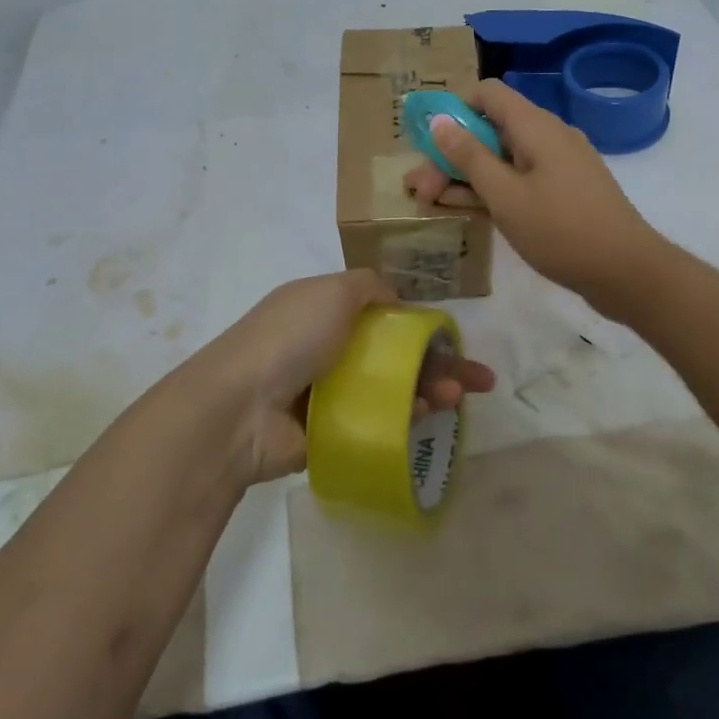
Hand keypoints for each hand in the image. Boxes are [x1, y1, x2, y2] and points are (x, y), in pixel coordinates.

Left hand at [195, 270, 495, 482]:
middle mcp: (327, 347)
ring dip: (429, 390)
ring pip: (391, 390)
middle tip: (477, 381)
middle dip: (438, 363)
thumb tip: (396, 299)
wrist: (241, 407)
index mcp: (324, 309)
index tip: (452, 339)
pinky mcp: (331, 431)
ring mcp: (329, 391)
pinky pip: (377, 422)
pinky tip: (428, 416)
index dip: (420, 325)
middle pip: (395, 354)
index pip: (383, 315)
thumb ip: (371, 287)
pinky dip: (405, 418)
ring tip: (457, 399)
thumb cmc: (291, 337)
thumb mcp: (334, 290)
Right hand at [404, 80, 662, 314]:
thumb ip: (469, 156)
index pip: (488, 94)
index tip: (429, 141)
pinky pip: (520, 179)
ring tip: (430, 203)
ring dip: (467, 176)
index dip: (455, 109)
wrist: (628, 272)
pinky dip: (493, 190)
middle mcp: (548, 136)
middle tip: (420, 188)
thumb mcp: (505, 195)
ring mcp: (558, 165)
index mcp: (535, 126)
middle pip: (490, 130)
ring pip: (503, 159)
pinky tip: (467, 211)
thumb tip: (440, 119)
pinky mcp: (564, 191)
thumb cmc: (561, 230)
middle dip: (451, 155)